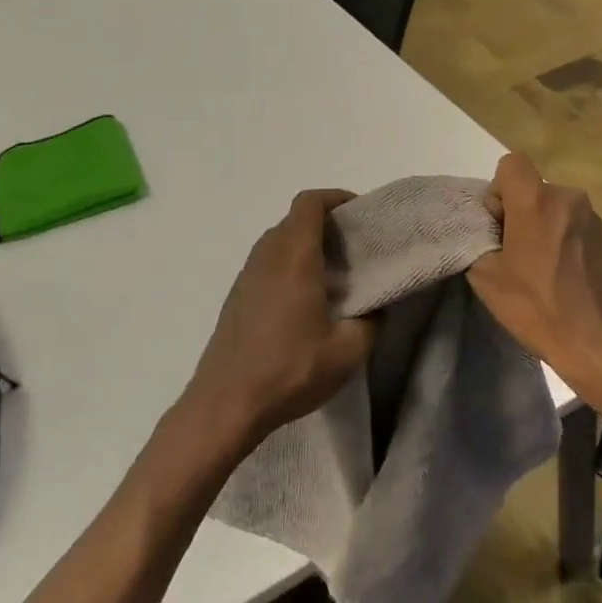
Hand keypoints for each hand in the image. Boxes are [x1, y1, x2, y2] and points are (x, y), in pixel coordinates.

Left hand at [179, 190, 375, 454]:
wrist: (224, 405)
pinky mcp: (235, 298)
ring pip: (278, 242)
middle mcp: (267, 257)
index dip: (335, 197)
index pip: (309, 203)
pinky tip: (304, 302)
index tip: (359, 212)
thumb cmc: (288, 371)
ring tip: (333, 274)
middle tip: (354, 246)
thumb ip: (370, 322)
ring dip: (305, 245)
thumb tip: (376, 307)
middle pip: (295, 220)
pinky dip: (288, 266)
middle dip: (325, 223)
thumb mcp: (347, 352)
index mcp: (294, 258)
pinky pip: (266, 264)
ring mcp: (246, 276)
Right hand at [468, 154, 601, 428]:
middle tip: (513, 256)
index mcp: (538, 201)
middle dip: (517, 213)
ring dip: (541, 228)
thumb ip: (479, 242)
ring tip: (539, 272)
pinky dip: (561, 241)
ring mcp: (593, 217)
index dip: (497, 191)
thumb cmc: (541, 311)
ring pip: (552, 208)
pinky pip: (572, 225)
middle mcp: (569, 198)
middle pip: (532, 189)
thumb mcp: (487, 280)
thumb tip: (488, 232)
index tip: (498, 227)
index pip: (511, 164)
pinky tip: (562, 278)